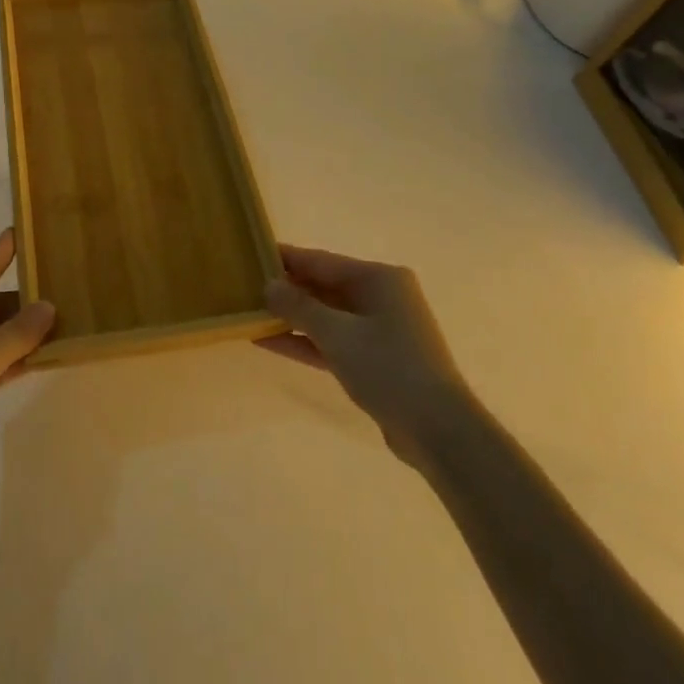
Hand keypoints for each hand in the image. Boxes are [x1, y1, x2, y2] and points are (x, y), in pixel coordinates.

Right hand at [260, 244, 465, 472]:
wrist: (438, 430)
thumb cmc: (389, 368)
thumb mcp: (337, 334)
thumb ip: (299, 307)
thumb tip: (269, 285)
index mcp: (378, 278)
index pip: (321, 261)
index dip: (286, 258)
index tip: (253, 253)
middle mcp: (381, 297)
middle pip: (324, 286)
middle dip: (287, 290)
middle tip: (244, 286)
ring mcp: (379, 330)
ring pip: (326, 316)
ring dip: (292, 317)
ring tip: (250, 313)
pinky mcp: (375, 360)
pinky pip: (332, 341)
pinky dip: (305, 341)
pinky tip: (269, 341)